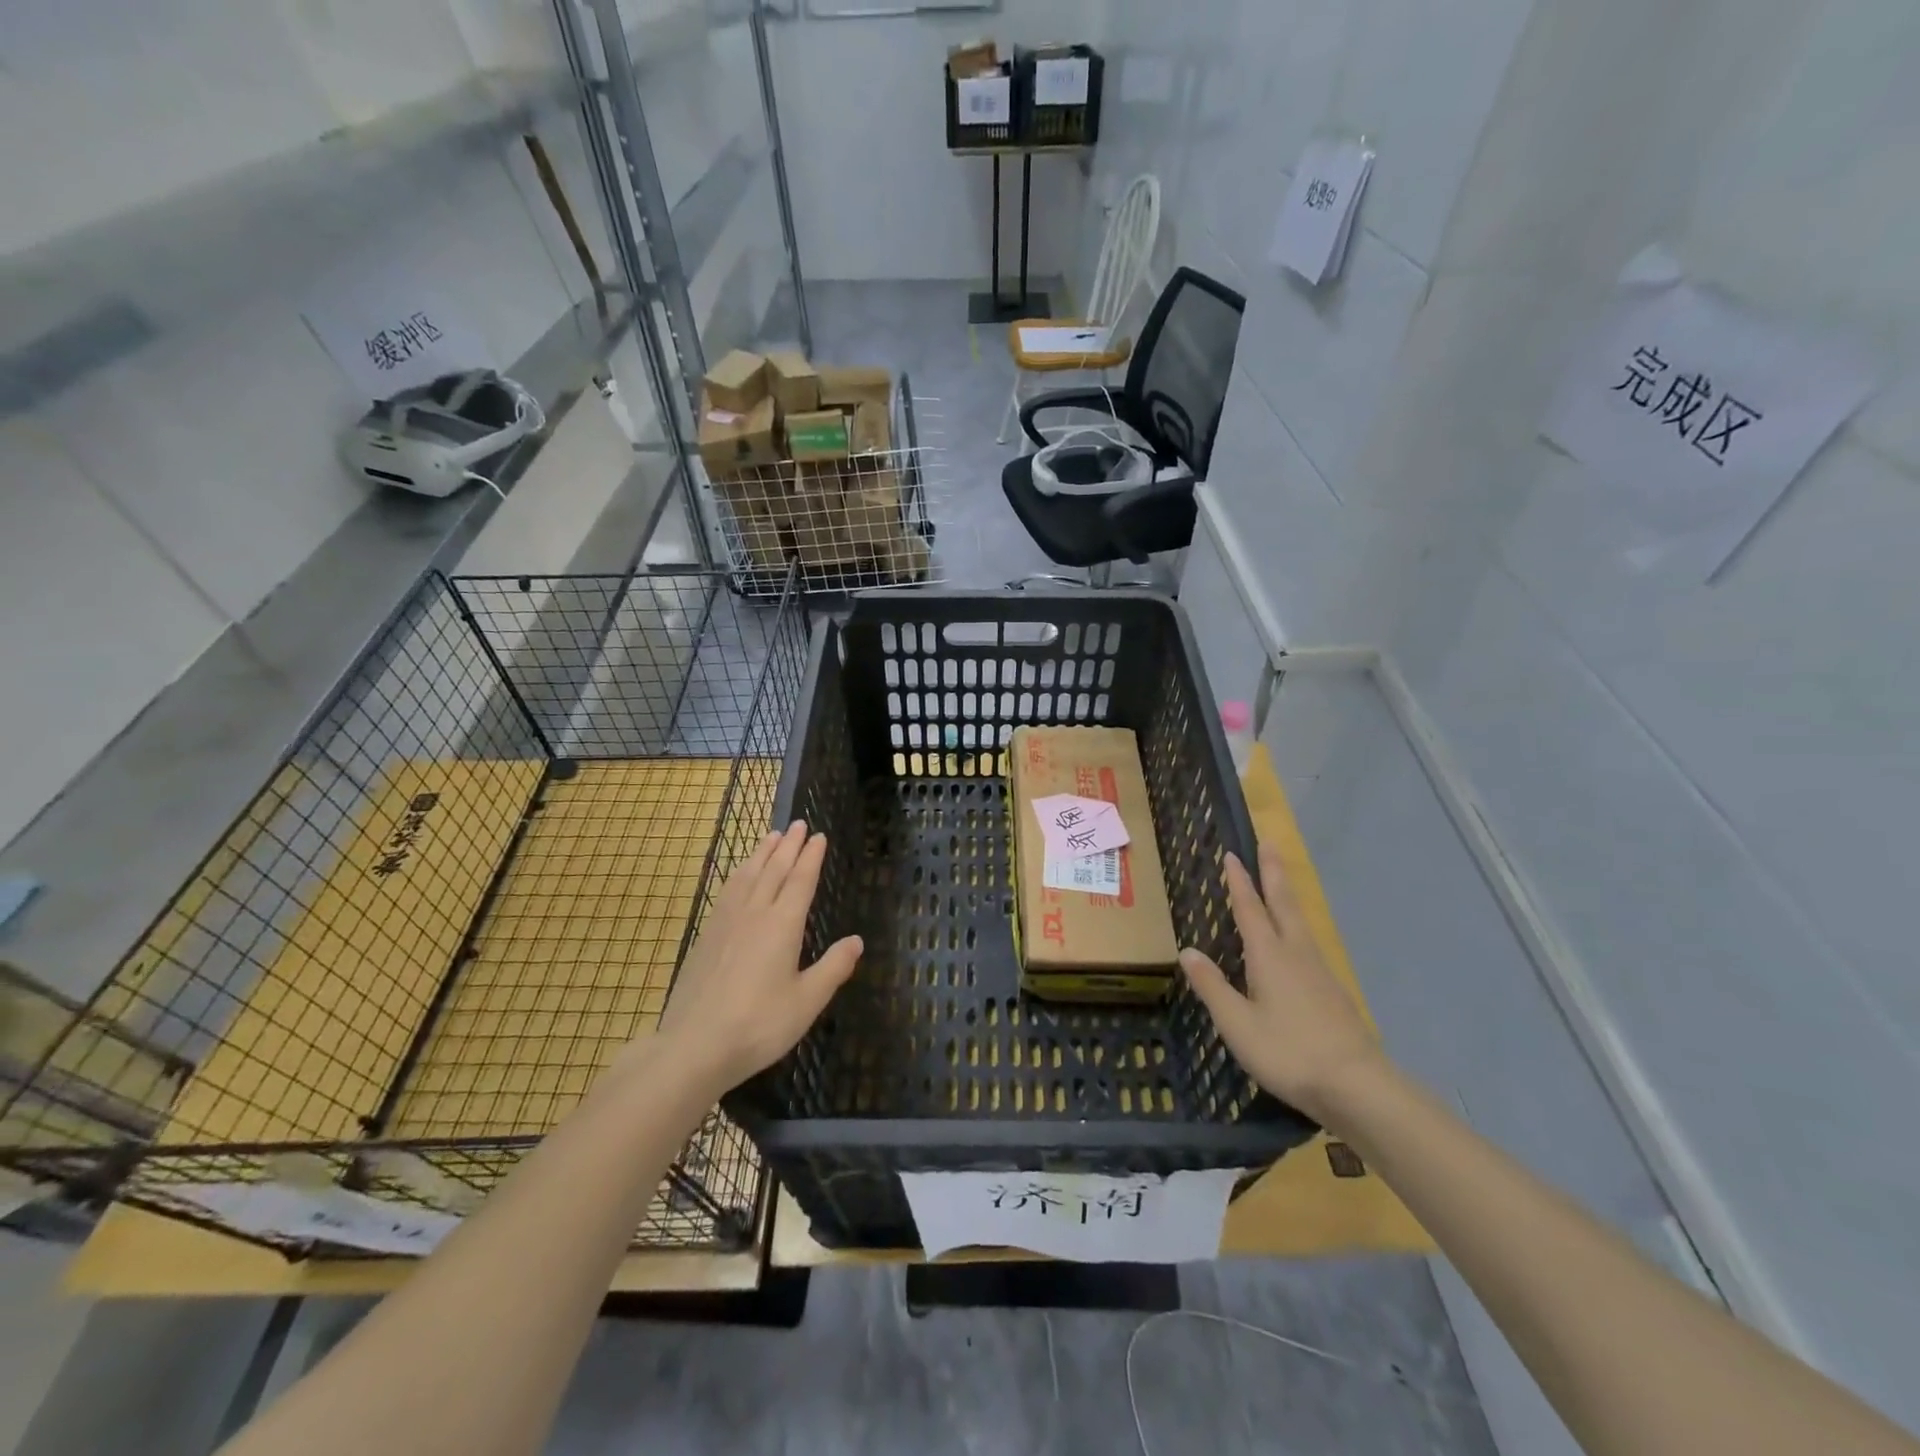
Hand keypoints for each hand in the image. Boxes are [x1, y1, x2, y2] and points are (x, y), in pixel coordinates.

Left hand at [654, 822, 862, 1095]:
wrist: (694, 1046)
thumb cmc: (758, 1025)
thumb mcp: (807, 1002)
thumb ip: (833, 968)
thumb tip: (857, 940)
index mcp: (783, 925)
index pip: (801, 881)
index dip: (811, 857)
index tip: (818, 836)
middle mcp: (755, 913)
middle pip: (774, 870)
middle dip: (789, 846)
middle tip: (798, 823)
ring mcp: (726, 922)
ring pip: (748, 875)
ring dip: (762, 853)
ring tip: (772, 835)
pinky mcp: (706, 935)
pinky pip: (728, 890)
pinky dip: (739, 872)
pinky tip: (740, 874)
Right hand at [1179, 843, 1382, 1123]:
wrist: (1357, 1086)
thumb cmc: (1288, 1052)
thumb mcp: (1237, 1023)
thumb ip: (1212, 986)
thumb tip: (1188, 951)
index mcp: (1269, 956)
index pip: (1250, 909)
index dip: (1240, 881)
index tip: (1233, 854)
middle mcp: (1296, 953)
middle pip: (1283, 903)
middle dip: (1274, 872)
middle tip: (1270, 843)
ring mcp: (1319, 971)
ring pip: (1299, 921)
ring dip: (1287, 895)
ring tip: (1280, 882)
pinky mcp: (1332, 990)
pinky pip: (1308, 942)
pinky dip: (1295, 924)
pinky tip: (1294, 940)